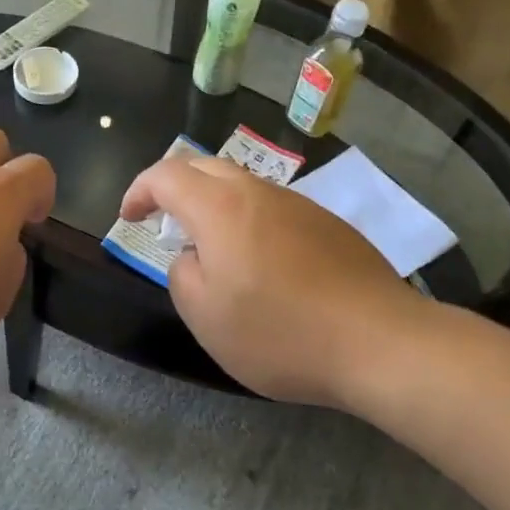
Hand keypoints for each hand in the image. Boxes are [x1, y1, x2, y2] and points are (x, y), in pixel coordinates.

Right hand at [119, 157, 431, 407]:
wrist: (381, 342)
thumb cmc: (281, 332)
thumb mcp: (207, 317)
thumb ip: (183, 276)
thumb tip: (194, 257)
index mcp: (219, 208)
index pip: (166, 175)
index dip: (139, 190)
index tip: (129, 217)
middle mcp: (257, 192)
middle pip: (205, 167)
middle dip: (175, 187)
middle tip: (165, 223)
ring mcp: (298, 204)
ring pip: (242, 185)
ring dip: (215, 204)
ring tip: (214, 248)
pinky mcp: (328, 224)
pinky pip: (274, 208)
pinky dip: (250, 221)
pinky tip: (264, 265)